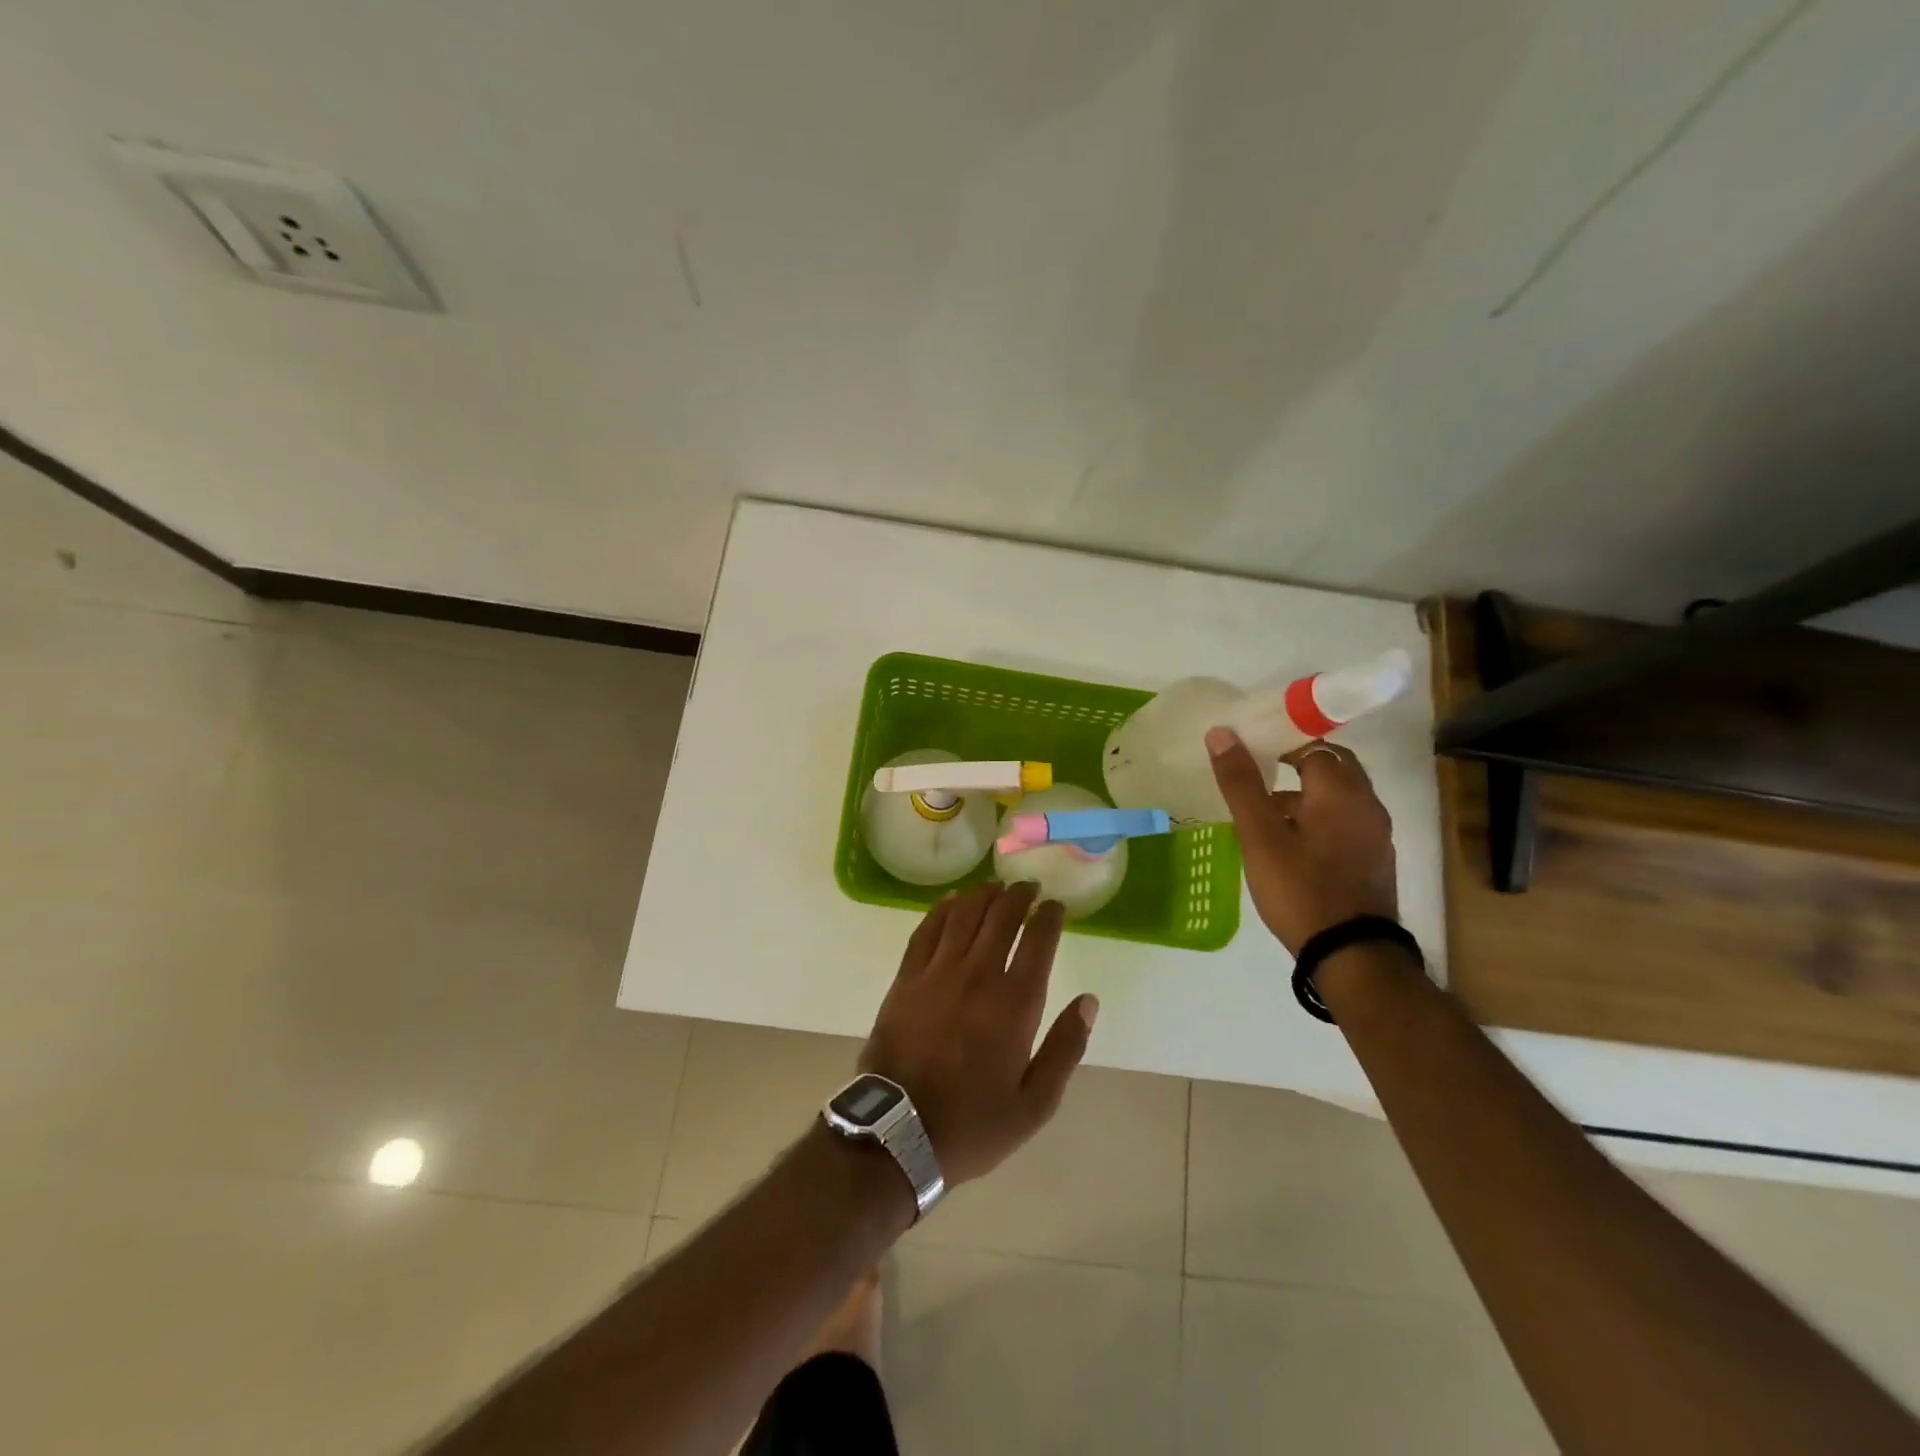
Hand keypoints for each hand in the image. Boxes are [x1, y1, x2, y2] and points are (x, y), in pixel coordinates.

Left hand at [859, 881, 1098, 1185]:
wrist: (898, 1133)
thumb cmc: (973, 1124)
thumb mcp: (1035, 1104)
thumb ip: (1065, 1048)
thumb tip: (1089, 1001)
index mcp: (1014, 1003)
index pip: (1038, 941)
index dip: (1049, 917)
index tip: (1056, 906)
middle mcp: (978, 975)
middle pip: (1001, 917)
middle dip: (1019, 896)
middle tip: (1029, 887)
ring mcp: (937, 972)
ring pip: (964, 915)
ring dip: (983, 895)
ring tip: (996, 886)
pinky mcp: (907, 978)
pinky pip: (927, 930)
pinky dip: (943, 909)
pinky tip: (952, 900)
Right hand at [1205, 728, 1398, 953]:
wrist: (1351, 954)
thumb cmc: (1300, 887)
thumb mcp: (1259, 836)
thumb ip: (1241, 784)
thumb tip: (1221, 733)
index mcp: (1340, 791)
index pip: (1313, 747)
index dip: (1282, 744)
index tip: (1253, 753)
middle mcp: (1367, 804)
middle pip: (1334, 767)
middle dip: (1299, 766)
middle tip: (1261, 775)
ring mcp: (1376, 834)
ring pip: (1341, 796)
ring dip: (1308, 794)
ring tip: (1267, 813)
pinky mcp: (1376, 860)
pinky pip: (1347, 822)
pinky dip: (1322, 818)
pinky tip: (1294, 844)